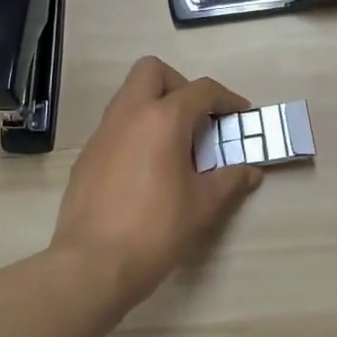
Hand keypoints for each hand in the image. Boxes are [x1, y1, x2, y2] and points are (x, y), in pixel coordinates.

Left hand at [49, 57, 263, 302]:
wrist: (92, 265)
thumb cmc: (156, 230)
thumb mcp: (203, 206)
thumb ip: (229, 181)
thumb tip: (249, 172)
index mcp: (163, 119)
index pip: (201, 90)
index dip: (226, 98)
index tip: (239, 114)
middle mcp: (129, 114)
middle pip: (152, 71)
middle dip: (179, 84)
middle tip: (195, 118)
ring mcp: (102, 133)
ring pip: (129, 95)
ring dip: (154, 106)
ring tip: (174, 145)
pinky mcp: (86, 156)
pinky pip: (115, 126)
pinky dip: (135, 131)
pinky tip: (146, 168)